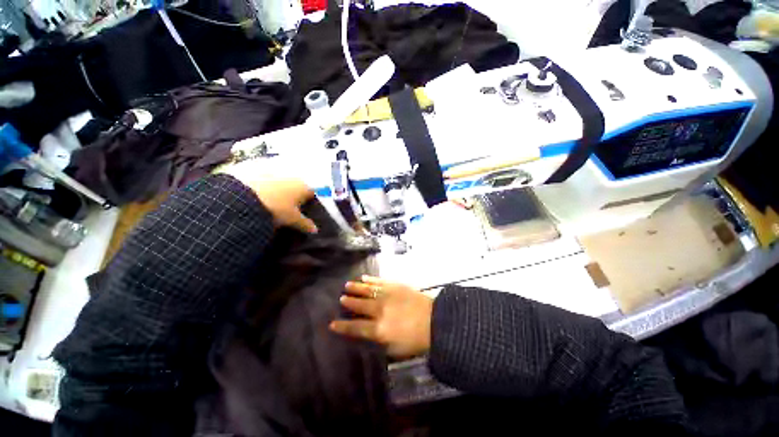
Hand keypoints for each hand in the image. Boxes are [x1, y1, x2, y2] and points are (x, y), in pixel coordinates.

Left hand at [249, 178, 317, 233]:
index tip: (304, 211)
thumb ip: (306, 224)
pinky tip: (260, 199)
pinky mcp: (257, 173)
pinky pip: (266, 182)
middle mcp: (291, 178)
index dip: (309, 203)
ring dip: (280, 192)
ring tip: (273, 205)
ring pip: (281, 184)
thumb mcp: (293, 220)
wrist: (245, 198)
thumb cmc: (277, 209)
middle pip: (297, 187)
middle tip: (288, 210)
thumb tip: (315, 230)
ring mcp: (274, 174)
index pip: (311, 194)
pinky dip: (266, 189)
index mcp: (303, 187)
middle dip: (294, 197)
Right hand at [330, 276, 432, 358]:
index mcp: (379, 329)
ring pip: (367, 290)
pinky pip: (379, 281)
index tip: (332, 323)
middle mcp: (379, 310)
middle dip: (348, 302)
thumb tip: (368, 334)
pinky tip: (364, 277)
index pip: (355, 327)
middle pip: (359, 305)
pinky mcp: (395, 285)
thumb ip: (379, 341)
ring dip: (356, 288)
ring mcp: (387, 295)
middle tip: (341, 298)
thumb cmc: (416, 339)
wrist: (435, 320)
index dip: (343, 326)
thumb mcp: (396, 349)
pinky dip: (370, 279)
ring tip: (347, 285)